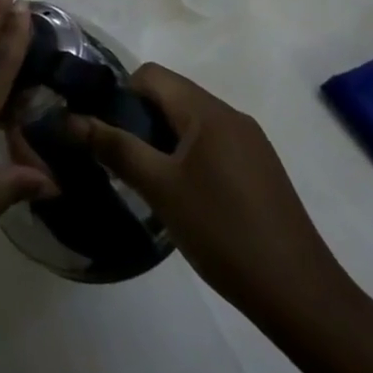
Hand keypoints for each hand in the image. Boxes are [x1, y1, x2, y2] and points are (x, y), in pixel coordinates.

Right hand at [72, 64, 351, 322]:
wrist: (302, 297)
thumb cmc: (224, 233)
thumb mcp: (160, 188)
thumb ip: (114, 147)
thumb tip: (70, 119)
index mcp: (208, 112)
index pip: (151, 75)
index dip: (120, 94)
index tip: (105, 131)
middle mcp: (232, 117)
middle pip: (170, 96)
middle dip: (138, 119)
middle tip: (119, 159)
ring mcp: (250, 144)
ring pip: (189, 122)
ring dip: (160, 140)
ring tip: (146, 180)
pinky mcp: (259, 171)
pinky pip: (210, 145)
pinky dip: (186, 157)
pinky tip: (181, 197)